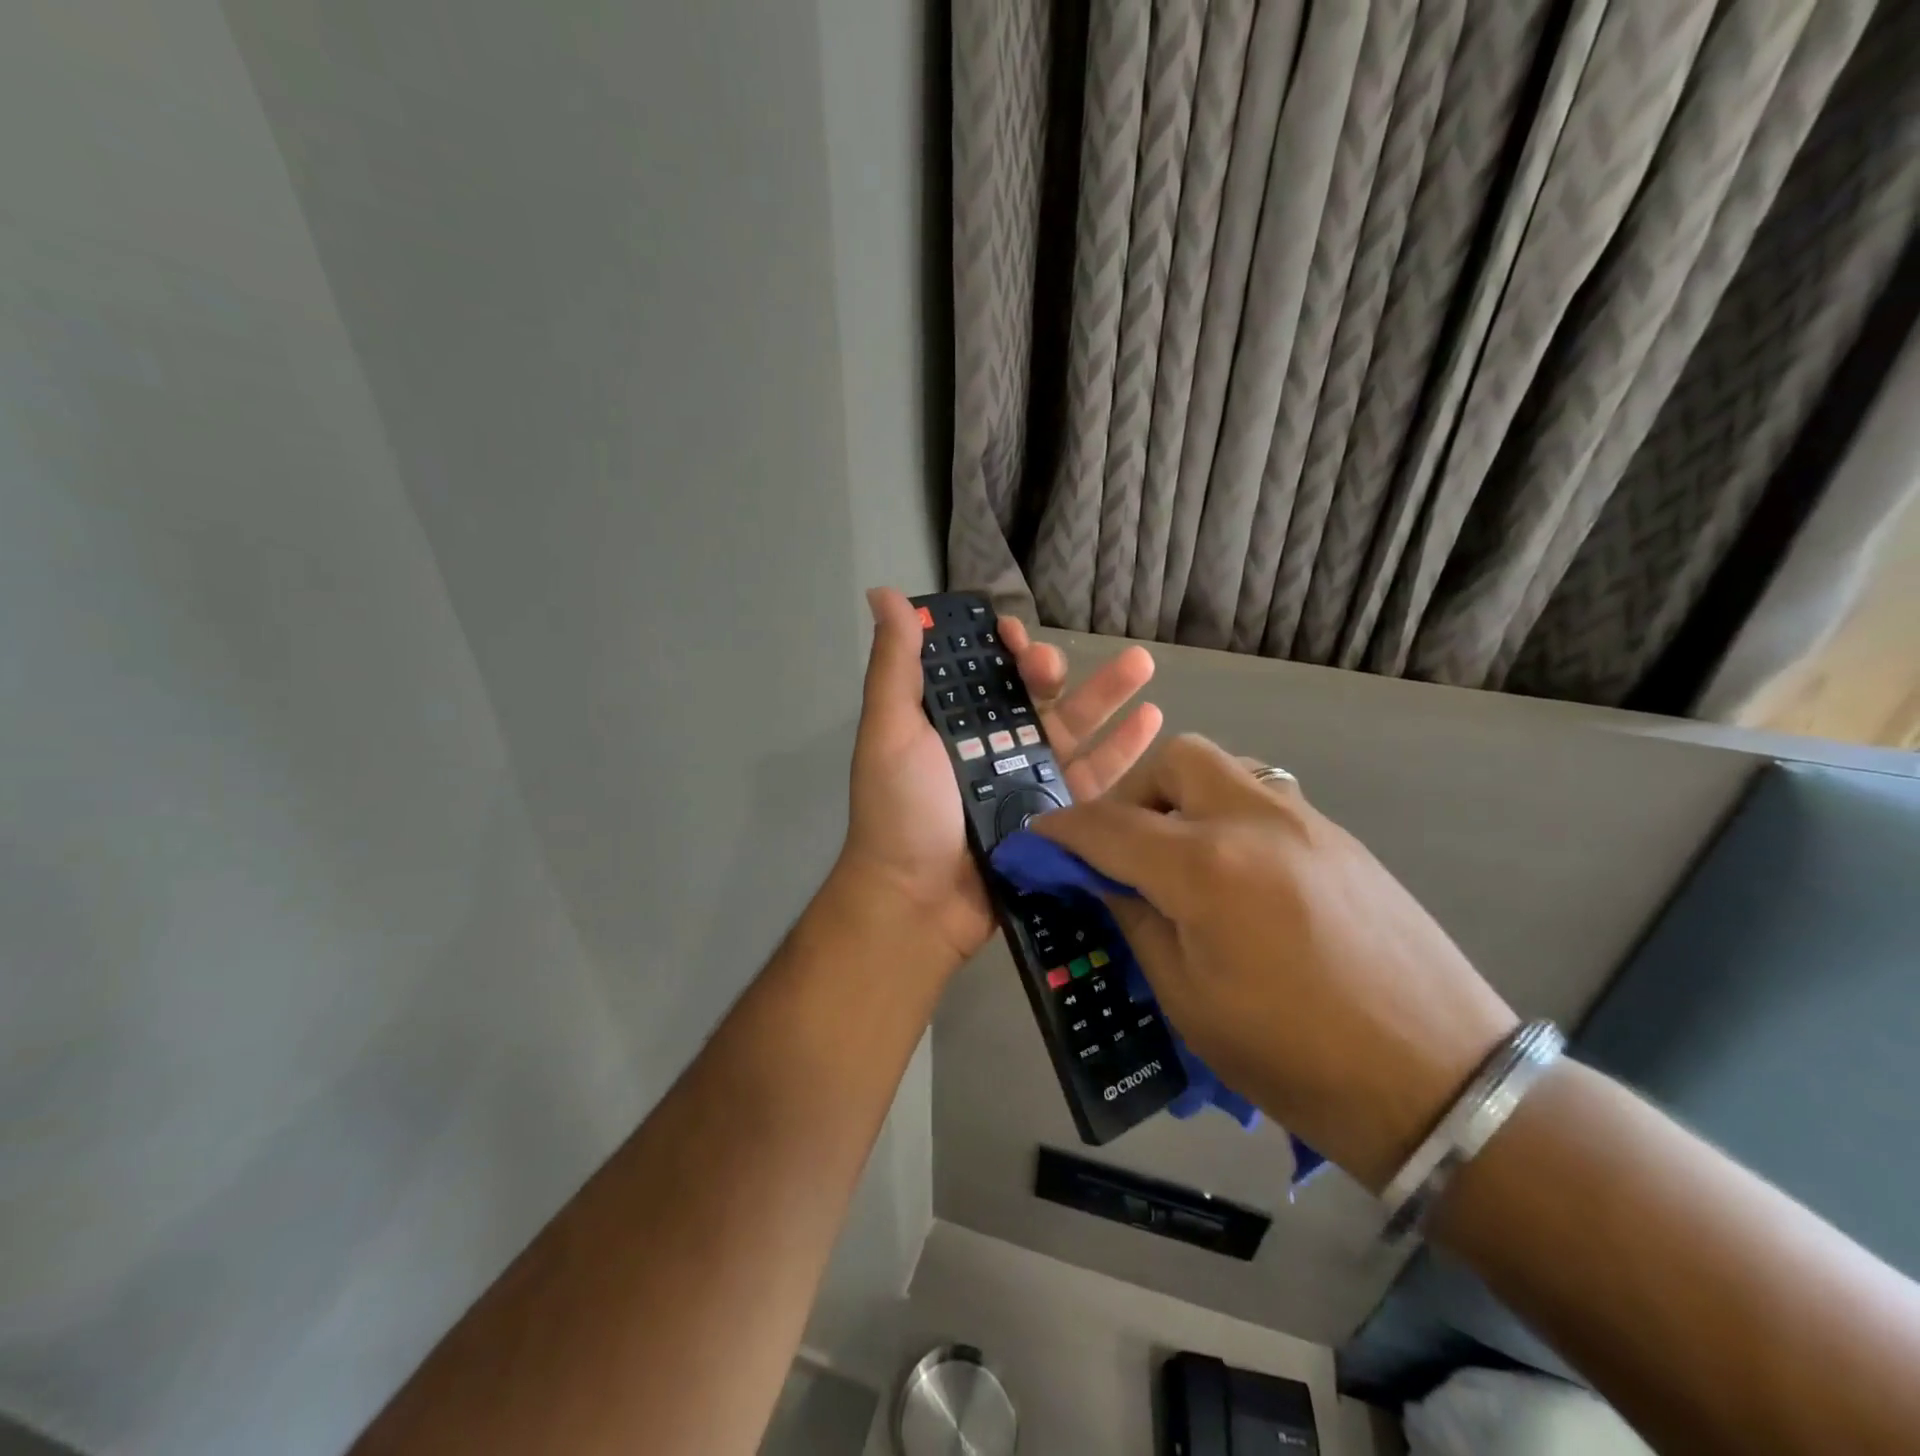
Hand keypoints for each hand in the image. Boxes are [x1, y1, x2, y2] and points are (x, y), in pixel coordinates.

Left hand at [836, 587, 1161, 969]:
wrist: (920, 900)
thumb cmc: (901, 810)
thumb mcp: (890, 730)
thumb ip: (895, 665)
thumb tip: (884, 593)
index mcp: (952, 723)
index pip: (983, 671)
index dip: (999, 646)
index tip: (1011, 633)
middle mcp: (992, 746)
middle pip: (1033, 696)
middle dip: (1049, 669)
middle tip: (1050, 666)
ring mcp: (1028, 780)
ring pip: (1075, 728)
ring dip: (1108, 694)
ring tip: (1143, 664)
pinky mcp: (1057, 815)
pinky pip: (1095, 776)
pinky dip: (1123, 749)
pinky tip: (1152, 719)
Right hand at [1034, 733, 1517, 1190]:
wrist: (1439, 1083)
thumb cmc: (1295, 1059)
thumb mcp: (1188, 1000)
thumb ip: (1136, 920)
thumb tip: (1102, 879)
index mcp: (1207, 868)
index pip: (1109, 825)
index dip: (1062, 829)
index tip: (1037, 838)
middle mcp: (1255, 821)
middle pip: (1175, 759)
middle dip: (1132, 792)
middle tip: (1123, 845)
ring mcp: (1307, 822)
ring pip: (1224, 767)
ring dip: (1183, 796)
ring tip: (1176, 855)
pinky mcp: (1340, 838)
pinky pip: (1264, 796)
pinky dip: (1226, 813)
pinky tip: (1232, 873)